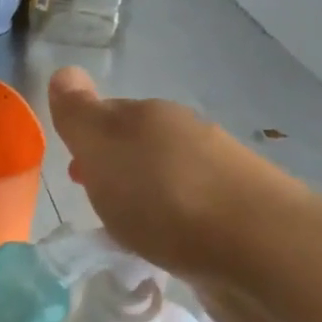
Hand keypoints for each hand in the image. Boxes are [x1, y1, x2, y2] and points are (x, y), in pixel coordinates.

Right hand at [47, 66, 307, 321]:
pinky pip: (191, 216)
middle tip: (96, 202)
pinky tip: (168, 248)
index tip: (75, 171)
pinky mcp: (237, 220)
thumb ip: (79, 115)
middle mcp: (188, 138)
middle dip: (117, 169)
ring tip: (129, 231)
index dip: (87, 139)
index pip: (109, 115)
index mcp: (152, 117)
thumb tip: (64, 72)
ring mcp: (219, 177)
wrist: (257, 248)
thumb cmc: (164, 196)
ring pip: (168, 180)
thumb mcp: (104, 148)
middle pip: (141, 147)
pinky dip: (173, 226)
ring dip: (146, 198)